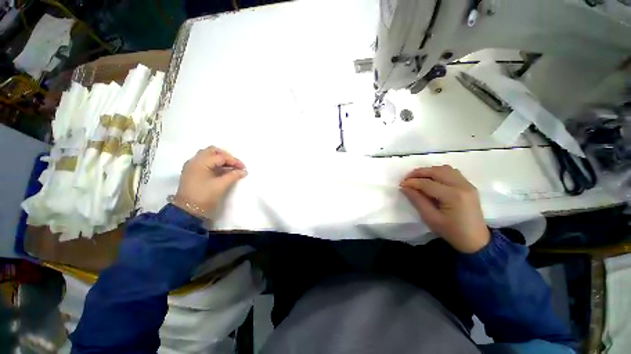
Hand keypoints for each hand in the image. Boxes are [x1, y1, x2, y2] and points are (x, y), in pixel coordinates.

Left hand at [173, 146, 246, 218]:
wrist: (188, 211)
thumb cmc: (205, 196)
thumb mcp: (221, 185)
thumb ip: (234, 176)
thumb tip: (244, 171)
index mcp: (200, 163)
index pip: (220, 156)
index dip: (234, 161)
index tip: (244, 168)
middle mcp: (194, 161)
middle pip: (212, 151)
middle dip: (226, 156)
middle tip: (235, 164)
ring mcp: (192, 166)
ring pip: (208, 155)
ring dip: (220, 159)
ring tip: (231, 168)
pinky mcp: (192, 172)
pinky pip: (205, 162)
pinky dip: (215, 164)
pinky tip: (223, 171)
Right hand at [399, 165, 489, 252]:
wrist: (476, 240)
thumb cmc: (451, 232)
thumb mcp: (430, 218)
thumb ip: (417, 200)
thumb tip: (405, 187)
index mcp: (453, 196)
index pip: (427, 183)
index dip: (412, 182)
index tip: (401, 184)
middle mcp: (462, 186)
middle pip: (436, 171)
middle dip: (419, 172)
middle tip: (407, 178)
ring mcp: (467, 184)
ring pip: (444, 169)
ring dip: (429, 171)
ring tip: (418, 178)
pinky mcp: (468, 185)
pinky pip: (451, 172)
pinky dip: (438, 172)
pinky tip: (431, 179)